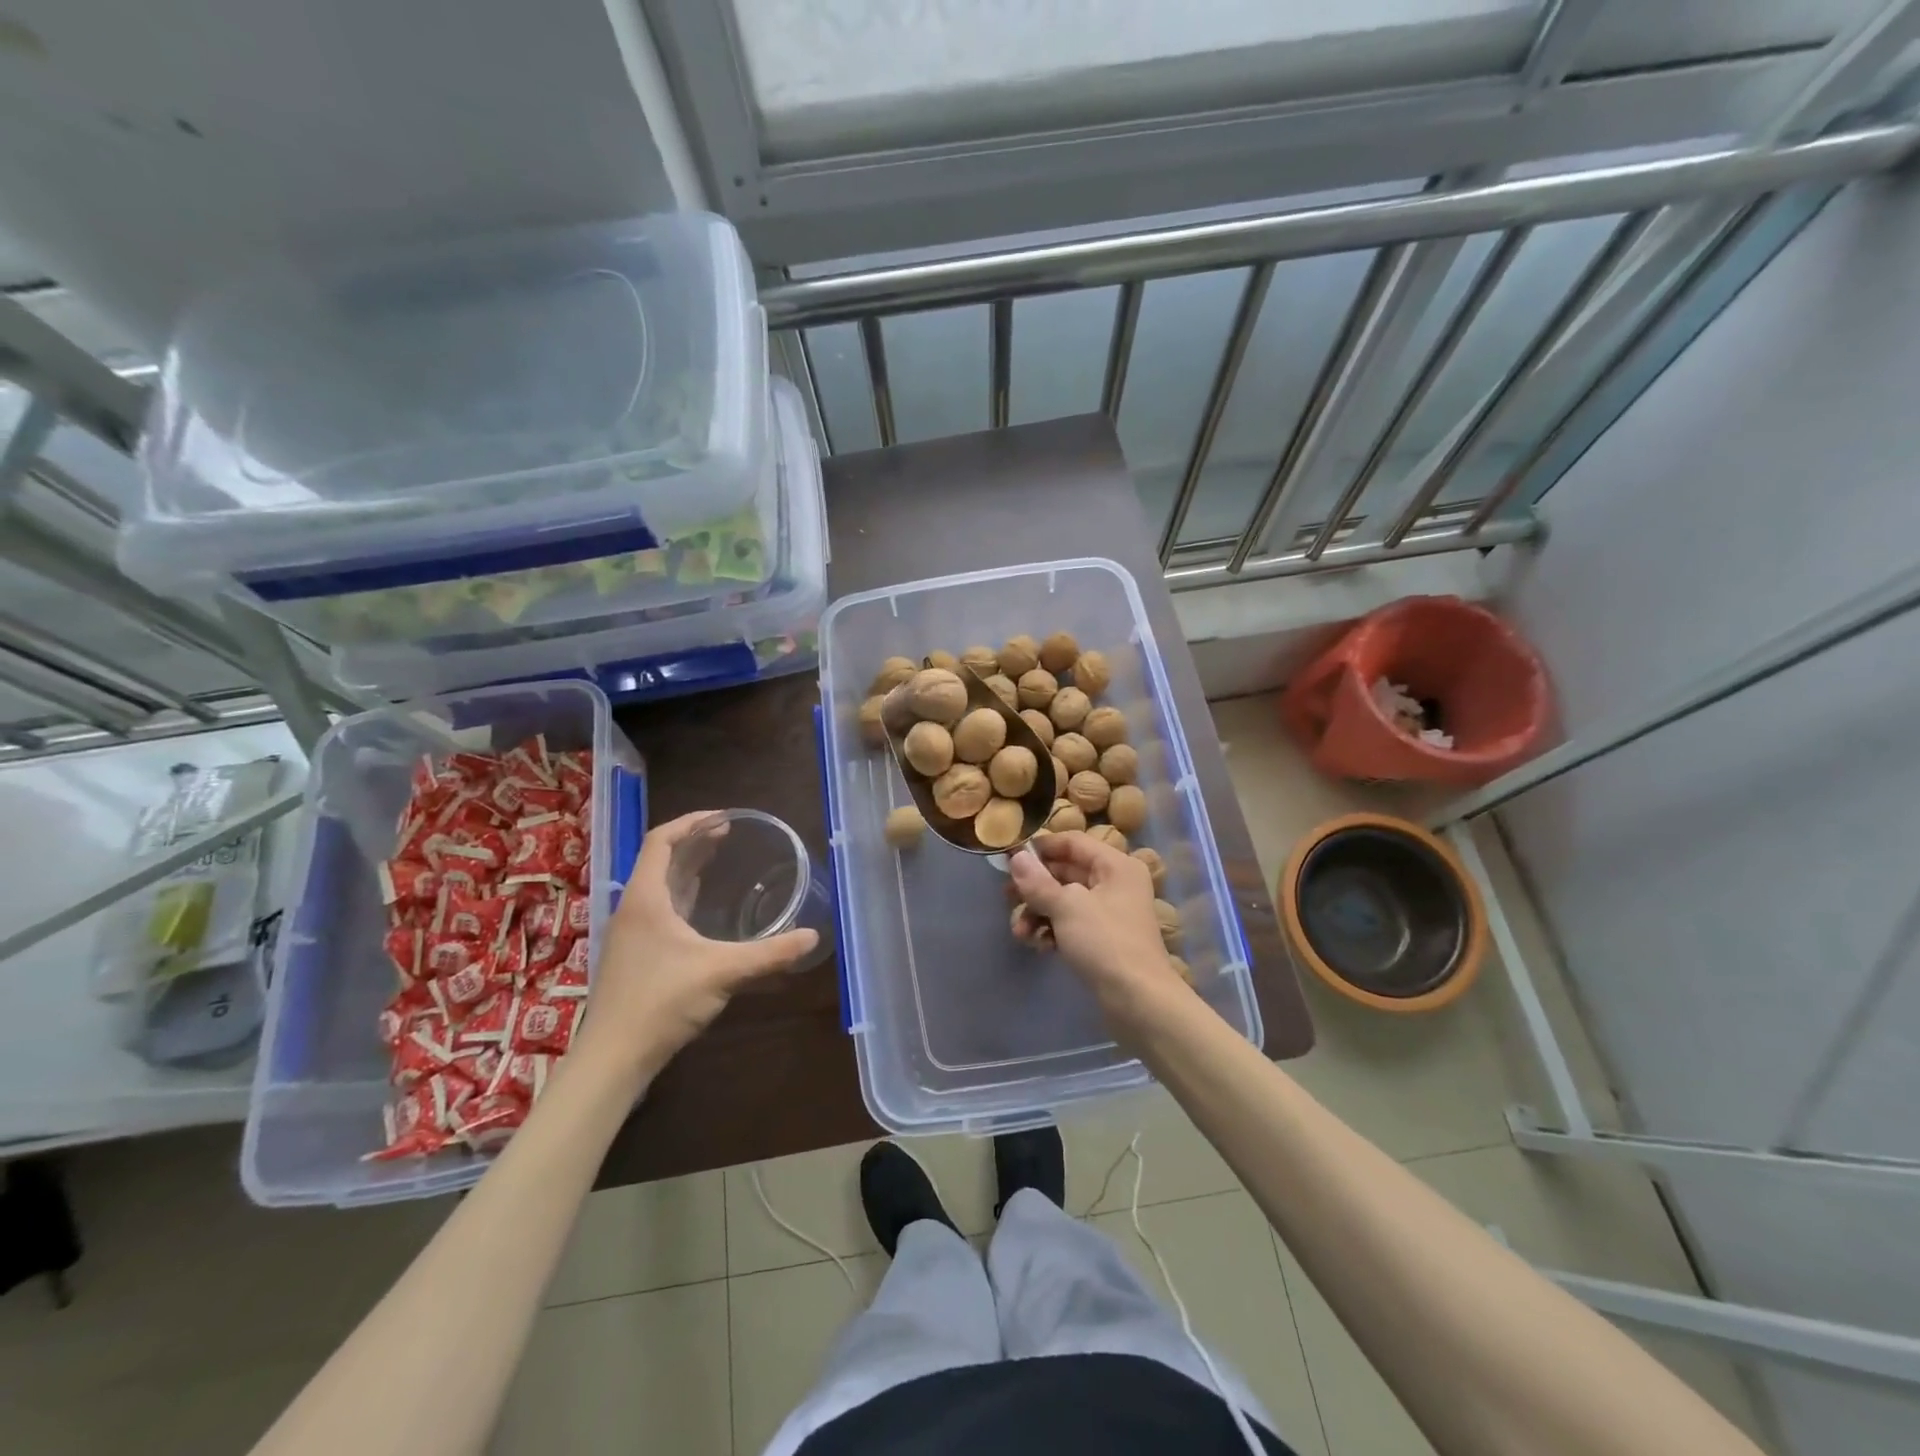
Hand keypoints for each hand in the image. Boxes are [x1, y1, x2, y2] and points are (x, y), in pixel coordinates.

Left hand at [576, 811, 819, 1077]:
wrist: (613, 1057)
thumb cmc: (662, 1002)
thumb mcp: (722, 972)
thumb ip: (769, 954)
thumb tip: (813, 937)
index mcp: (645, 898)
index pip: (661, 841)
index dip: (691, 822)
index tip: (724, 818)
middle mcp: (633, 908)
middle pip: (661, 860)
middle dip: (695, 842)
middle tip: (731, 834)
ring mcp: (631, 932)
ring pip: (659, 886)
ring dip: (688, 868)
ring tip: (721, 859)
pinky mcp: (634, 954)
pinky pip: (660, 908)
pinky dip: (684, 896)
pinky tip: (705, 909)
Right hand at [1008, 835, 1188, 1041]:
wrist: (1139, 1001)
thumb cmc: (1105, 943)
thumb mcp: (1067, 907)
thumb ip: (1038, 882)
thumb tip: (1016, 858)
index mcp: (1115, 865)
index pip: (1072, 842)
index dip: (1040, 847)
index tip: (1010, 859)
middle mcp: (1115, 883)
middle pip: (1066, 872)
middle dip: (1034, 887)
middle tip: (1005, 897)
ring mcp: (1110, 913)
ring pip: (1065, 900)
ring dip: (1038, 913)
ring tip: (1020, 932)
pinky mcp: (1103, 939)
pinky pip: (1071, 923)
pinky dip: (1052, 930)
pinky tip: (1040, 946)